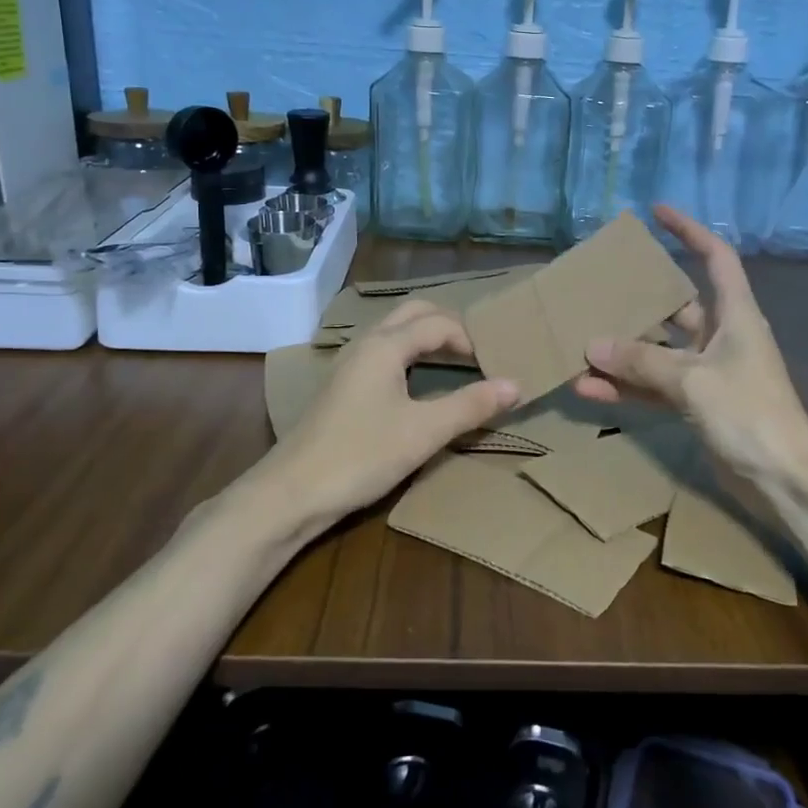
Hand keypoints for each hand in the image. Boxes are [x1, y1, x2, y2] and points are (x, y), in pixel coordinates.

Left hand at [266, 299, 519, 528]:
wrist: (291, 493)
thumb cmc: (360, 455)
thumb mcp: (424, 432)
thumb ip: (470, 405)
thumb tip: (516, 385)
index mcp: (385, 345)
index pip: (438, 323)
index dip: (471, 338)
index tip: (496, 363)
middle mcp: (365, 344)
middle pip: (413, 314)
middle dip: (448, 325)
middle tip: (479, 352)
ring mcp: (348, 365)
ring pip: (394, 332)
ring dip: (427, 338)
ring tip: (457, 363)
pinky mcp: (341, 387)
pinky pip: (383, 353)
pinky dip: (409, 356)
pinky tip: (418, 385)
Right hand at [575, 205, 807, 488]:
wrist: (784, 480)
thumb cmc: (749, 414)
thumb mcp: (693, 380)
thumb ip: (641, 361)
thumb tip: (592, 345)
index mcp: (736, 315)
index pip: (715, 257)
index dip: (689, 231)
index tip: (657, 213)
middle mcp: (723, 336)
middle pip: (677, 305)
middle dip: (639, 298)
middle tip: (600, 286)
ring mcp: (709, 372)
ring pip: (659, 351)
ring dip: (623, 352)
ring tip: (580, 345)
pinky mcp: (698, 404)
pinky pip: (655, 387)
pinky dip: (627, 388)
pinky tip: (589, 390)